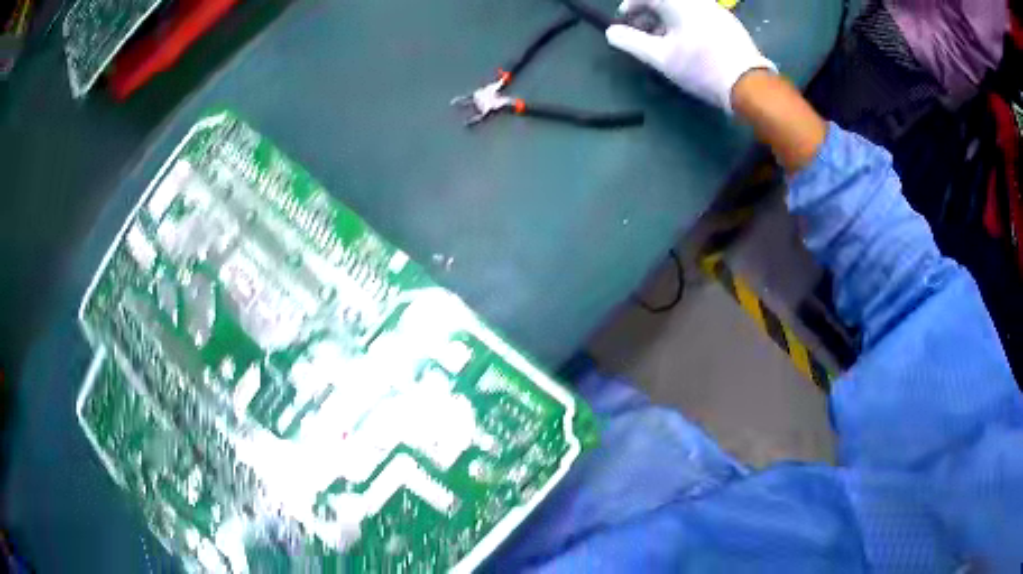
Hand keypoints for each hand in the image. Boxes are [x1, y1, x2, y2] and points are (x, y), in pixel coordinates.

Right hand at [606, 0, 775, 111]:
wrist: (749, 84)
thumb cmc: (701, 68)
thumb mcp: (661, 58)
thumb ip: (631, 42)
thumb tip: (611, 32)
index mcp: (679, 2)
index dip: (630, 6)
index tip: (624, 22)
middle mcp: (698, 0)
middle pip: (665, 1)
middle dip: (649, 14)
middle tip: (642, 35)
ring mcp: (716, 9)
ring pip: (682, 7)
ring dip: (666, 20)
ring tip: (663, 43)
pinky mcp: (728, 22)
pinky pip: (698, 14)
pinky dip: (684, 23)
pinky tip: (686, 44)